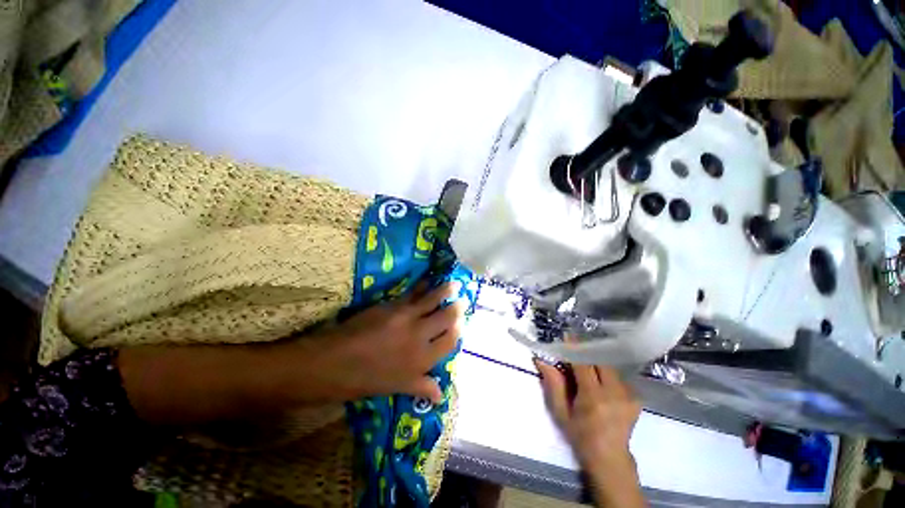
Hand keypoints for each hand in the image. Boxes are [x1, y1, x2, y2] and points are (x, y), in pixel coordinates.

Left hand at [323, 282, 465, 402]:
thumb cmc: (365, 380)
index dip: (458, 330)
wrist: (333, 363)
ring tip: (454, 284)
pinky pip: (414, 292)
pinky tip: (428, 280)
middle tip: (462, 300)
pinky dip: (423, 285)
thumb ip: (421, 386)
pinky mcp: (393, 305)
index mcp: (423, 360)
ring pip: (433, 300)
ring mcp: (407, 317)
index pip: (450, 341)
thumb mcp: (396, 388)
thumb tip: (440, 395)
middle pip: (446, 317)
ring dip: (446, 290)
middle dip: (457, 308)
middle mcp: (420, 336)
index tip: (460, 323)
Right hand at [534, 360, 644, 507]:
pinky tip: (600, 381)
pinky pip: (618, 376)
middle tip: (576, 352)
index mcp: (593, 397)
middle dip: (588, 353)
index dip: (575, 348)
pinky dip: (607, 373)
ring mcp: (629, 395)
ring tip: (588, 367)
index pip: (584, 363)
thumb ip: (553, 384)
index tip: (567, 335)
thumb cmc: (580, 435)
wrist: (609, 457)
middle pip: (600, 360)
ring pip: (610, 367)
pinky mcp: (636, 397)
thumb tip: (541, 360)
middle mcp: (614, 392)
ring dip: (597, 363)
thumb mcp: (560, 411)